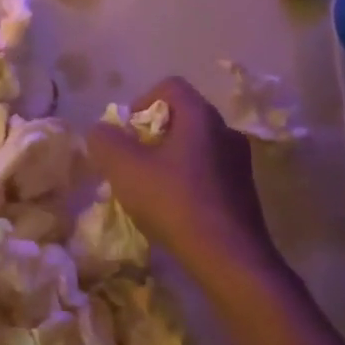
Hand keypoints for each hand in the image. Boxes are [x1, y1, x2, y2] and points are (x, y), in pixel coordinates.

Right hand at [86, 77, 290, 292]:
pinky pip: (208, 172)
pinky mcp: (244, 192)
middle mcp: (226, 131)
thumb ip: (105, 141)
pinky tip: (172, 207)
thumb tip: (101, 131)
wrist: (229, 258)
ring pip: (195, 146)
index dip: (141, 101)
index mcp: (201, 117)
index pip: (170, 86)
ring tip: (149, 186)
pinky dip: (186, 180)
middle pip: (182, 117)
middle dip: (151, 134)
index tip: (126, 132)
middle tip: (131, 160)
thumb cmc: (174, 202)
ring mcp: (239, 163)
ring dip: (169, 158)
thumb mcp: (124, 168)